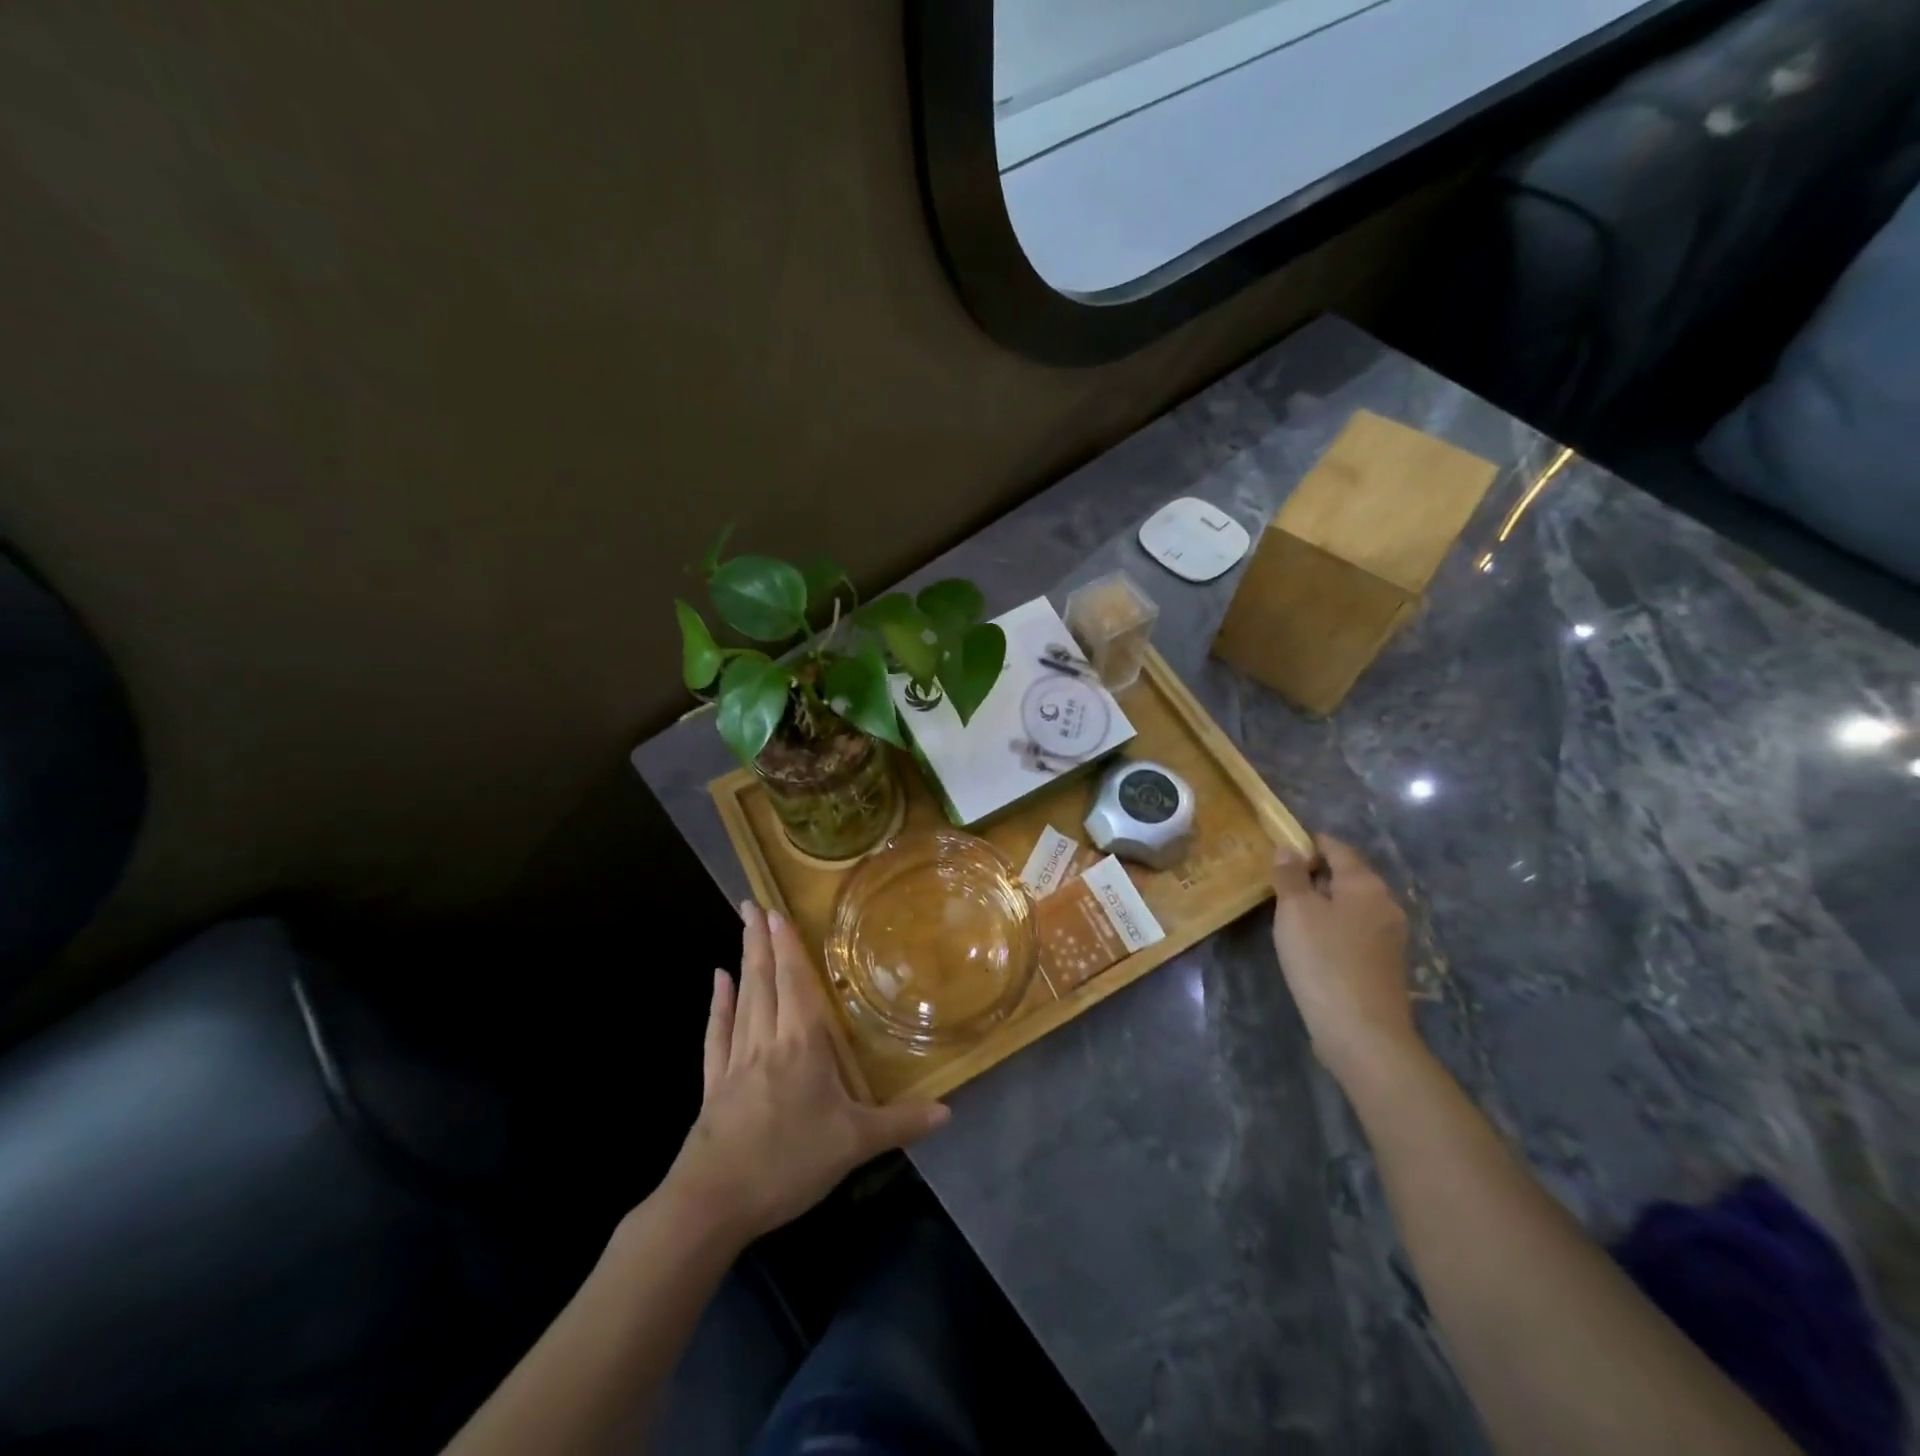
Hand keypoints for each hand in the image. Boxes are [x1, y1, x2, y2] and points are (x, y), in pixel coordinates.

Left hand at [663, 902, 948, 1246]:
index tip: (777, 911)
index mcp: (801, 1045)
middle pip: (764, 981)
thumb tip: (949, 1112)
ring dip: (743, 961)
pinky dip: (719, 1004)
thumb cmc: (788, 1162)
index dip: (787, 947)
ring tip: (743, 927)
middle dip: (761, 940)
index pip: (794, 983)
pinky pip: (718, 1033)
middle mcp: (767, 1040)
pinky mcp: (714, 1083)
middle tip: (752, 903)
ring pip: (742, 999)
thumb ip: (901, 1123)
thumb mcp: (853, 1144)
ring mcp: (736, 1060)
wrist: (713, 1202)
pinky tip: (717, 981)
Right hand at [1271, 835, 1419, 1085]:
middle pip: (1348, 876)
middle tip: (1278, 880)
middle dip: (1315, 873)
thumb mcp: (1295, 911)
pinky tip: (1311, 943)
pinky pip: (1355, 930)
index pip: (1337, 848)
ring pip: (1351, 905)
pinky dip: (1333, 927)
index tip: (1280, 847)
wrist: (1362, 1033)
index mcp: (1365, 884)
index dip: (1309, 843)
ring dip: (1323, 902)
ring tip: (1289, 912)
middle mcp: (1385, 904)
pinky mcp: (1384, 964)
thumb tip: (1289, 849)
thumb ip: (1290, 876)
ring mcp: (1389, 937)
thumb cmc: (1324, 961)